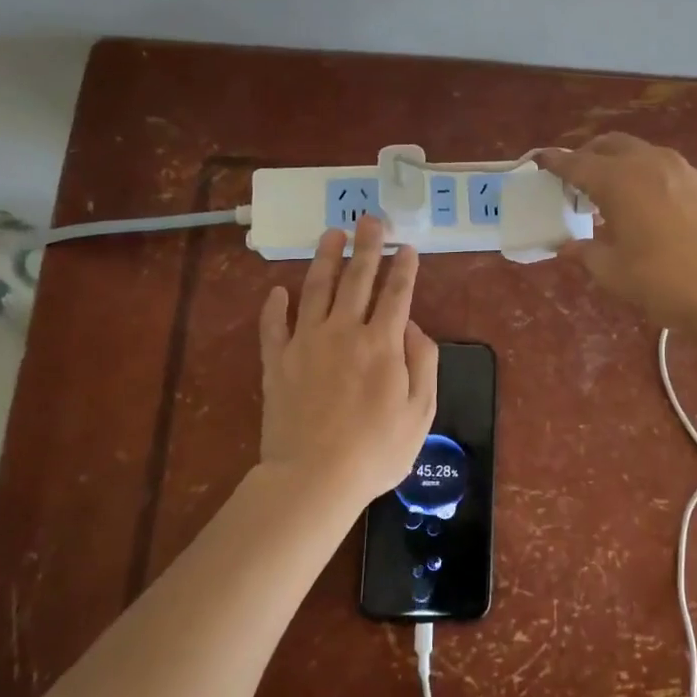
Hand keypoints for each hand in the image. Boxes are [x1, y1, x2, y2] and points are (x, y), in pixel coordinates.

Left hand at [257, 216, 438, 511]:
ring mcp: (306, 343)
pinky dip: (275, 306)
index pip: (397, 294)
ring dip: (325, 258)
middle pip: (357, 278)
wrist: (313, 478)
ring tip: (331, 233)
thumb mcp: (421, 411)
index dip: (404, 268)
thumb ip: (422, 361)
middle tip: (371, 219)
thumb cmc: (376, 450)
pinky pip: (273, 325)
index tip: (408, 246)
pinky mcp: (276, 361)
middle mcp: (344, 331)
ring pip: (316, 289)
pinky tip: (278, 290)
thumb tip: (411, 326)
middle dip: (367, 246)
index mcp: (382, 343)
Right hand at [540, 134, 696, 333]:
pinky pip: (666, 169)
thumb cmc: (667, 283)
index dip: (555, 162)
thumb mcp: (615, 274)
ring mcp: (684, 171)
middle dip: (588, 155)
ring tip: (612, 193)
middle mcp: (650, 164)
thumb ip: (587, 253)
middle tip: (575, 178)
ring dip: (620, 164)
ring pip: (642, 154)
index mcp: (619, 181)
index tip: (539, 160)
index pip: (577, 163)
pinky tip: (650, 206)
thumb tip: (567, 245)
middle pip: (611, 145)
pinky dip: (647, 177)